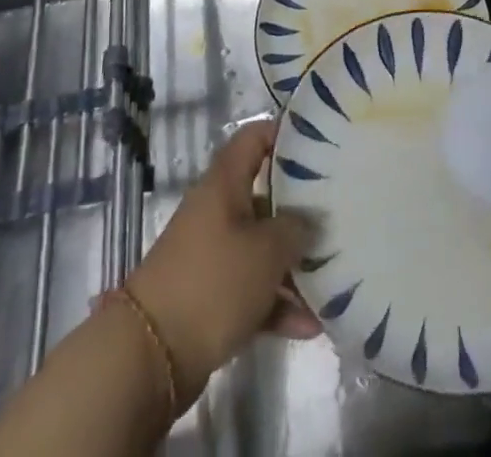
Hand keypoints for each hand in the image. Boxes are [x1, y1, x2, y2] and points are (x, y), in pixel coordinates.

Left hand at [123, 121, 318, 401]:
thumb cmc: (213, 282)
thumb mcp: (266, 251)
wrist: (150, 356)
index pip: (255, 138)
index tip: (321, 145)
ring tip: (334, 277)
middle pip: (265, 196)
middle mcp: (218, 210)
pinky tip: (311, 325)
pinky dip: (278, 303)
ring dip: (294, 265)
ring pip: (262, 247)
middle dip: (301, 208)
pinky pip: (253, 290)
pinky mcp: (212, 297)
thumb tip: (310, 221)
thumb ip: (296, 229)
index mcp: (225, 182)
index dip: (286, 134)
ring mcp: (214, 254)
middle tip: (340, 214)